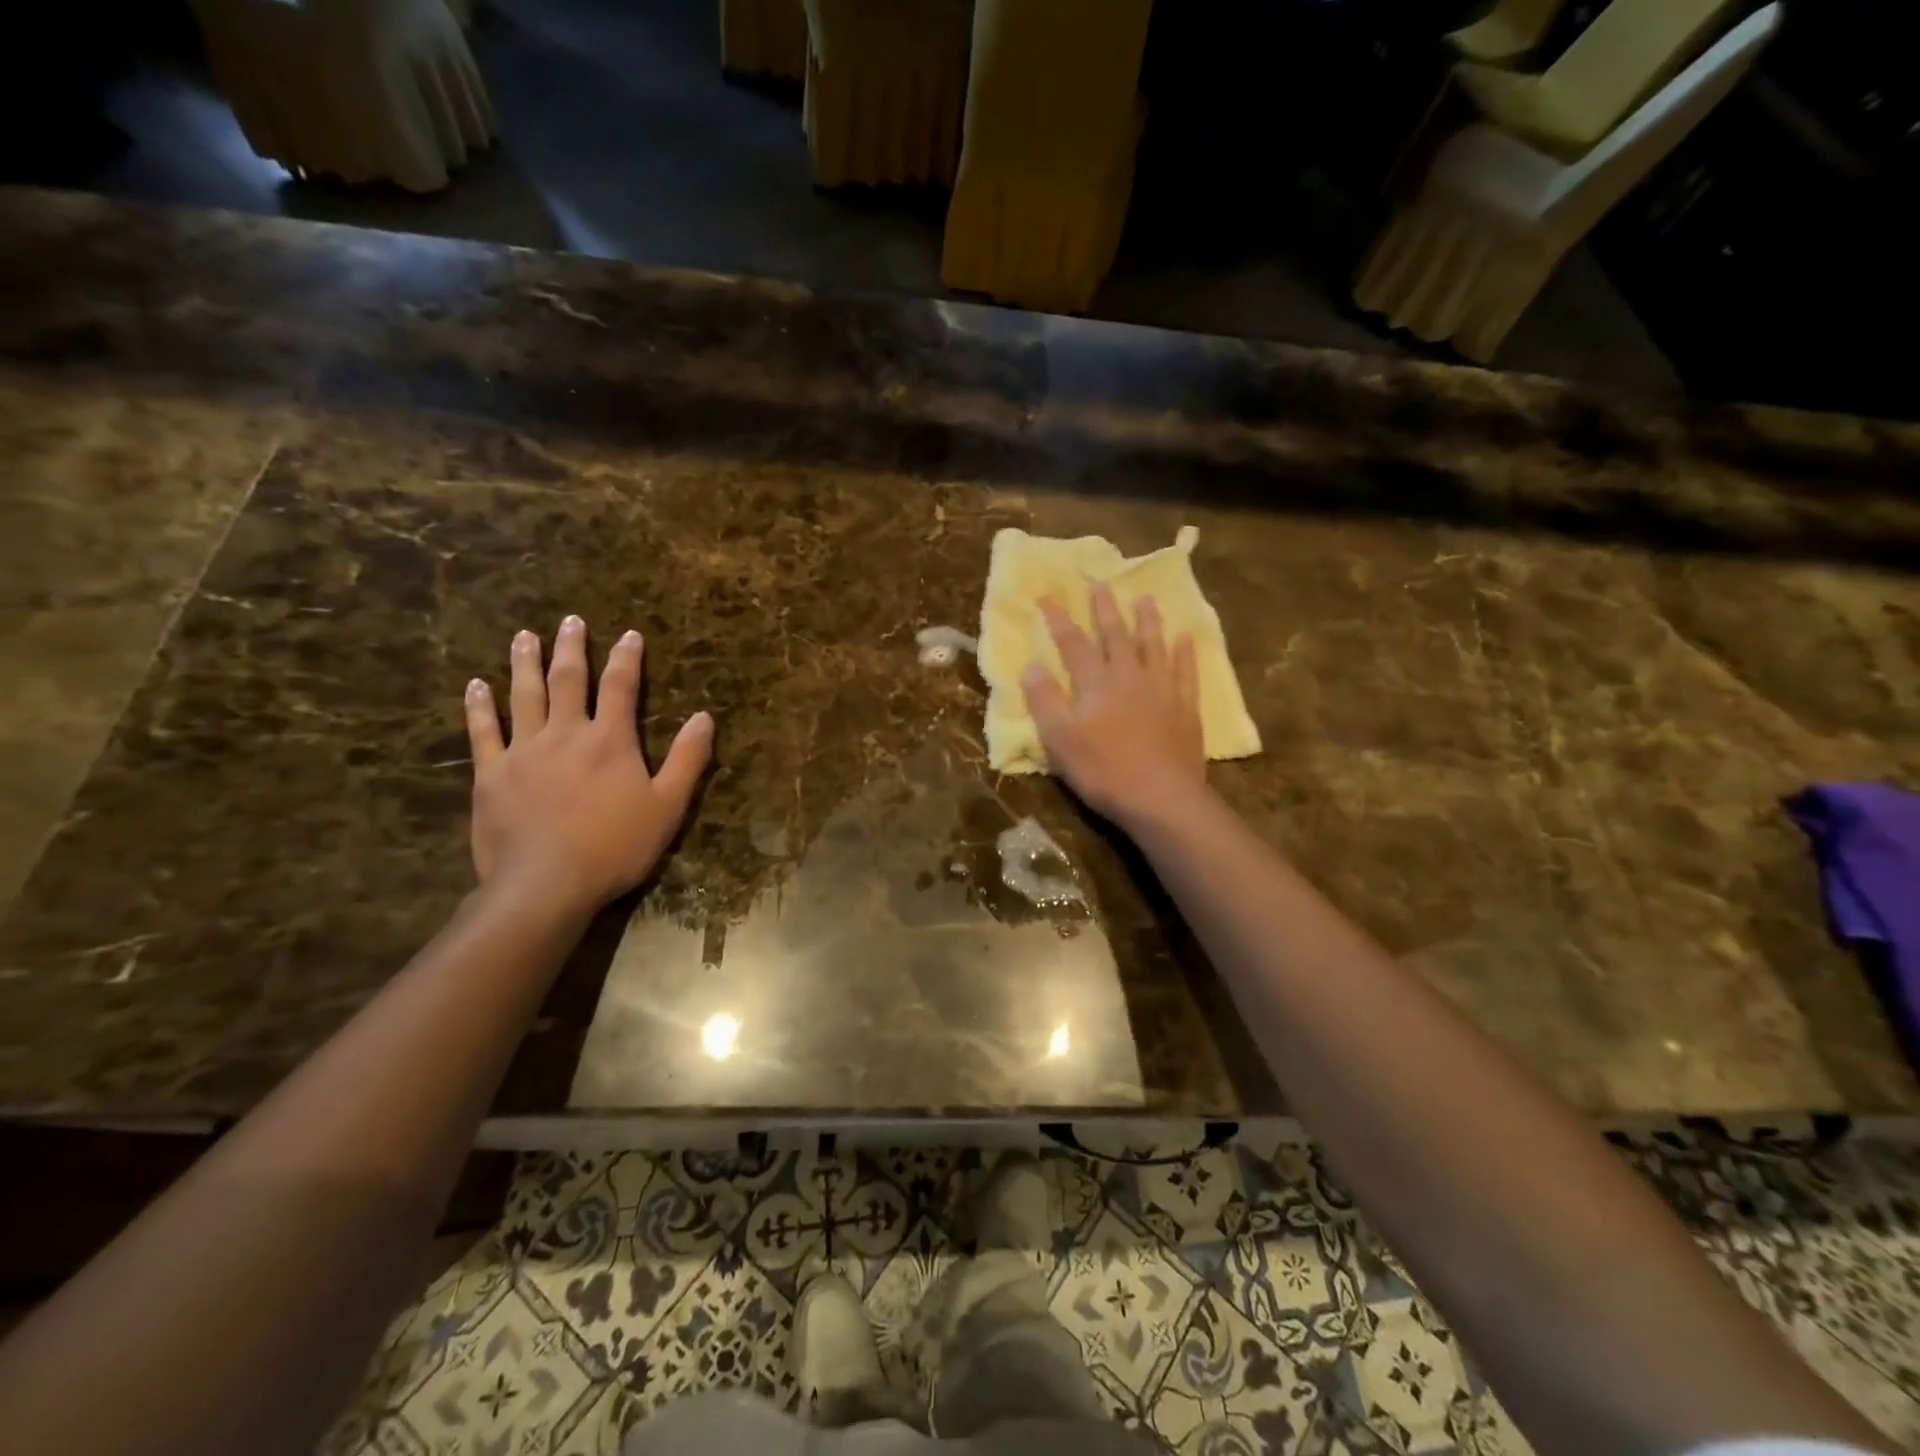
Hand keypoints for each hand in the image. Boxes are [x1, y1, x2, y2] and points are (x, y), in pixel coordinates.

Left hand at [464, 616, 713, 914]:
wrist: (547, 884)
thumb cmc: (615, 846)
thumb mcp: (668, 806)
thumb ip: (688, 759)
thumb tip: (705, 717)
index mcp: (610, 740)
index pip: (620, 687)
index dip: (627, 658)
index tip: (629, 634)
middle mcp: (566, 733)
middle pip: (568, 680)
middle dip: (572, 648)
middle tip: (569, 620)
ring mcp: (524, 751)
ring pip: (523, 696)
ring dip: (525, 663)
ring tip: (524, 636)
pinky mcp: (492, 774)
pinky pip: (483, 732)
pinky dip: (479, 706)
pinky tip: (475, 685)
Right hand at [1022, 583, 1205, 826]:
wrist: (1161, 797)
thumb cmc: (1103, 770)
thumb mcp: (1060, 740)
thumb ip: (1045, 701)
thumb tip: (1031, 665)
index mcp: (1096, 683)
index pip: (1073, 643)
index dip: (1059, 620)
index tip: (1048, 595)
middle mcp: (1130, 676)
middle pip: (1115, 636)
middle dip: (1104, 609)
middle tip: (1100, 582)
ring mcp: (1163, 690)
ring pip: (1154, 645)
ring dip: (1148, 621)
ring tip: (1146, 598)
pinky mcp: (1186, 708)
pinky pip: (1186, 671)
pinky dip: (1184, 653)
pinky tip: (1185, 638)